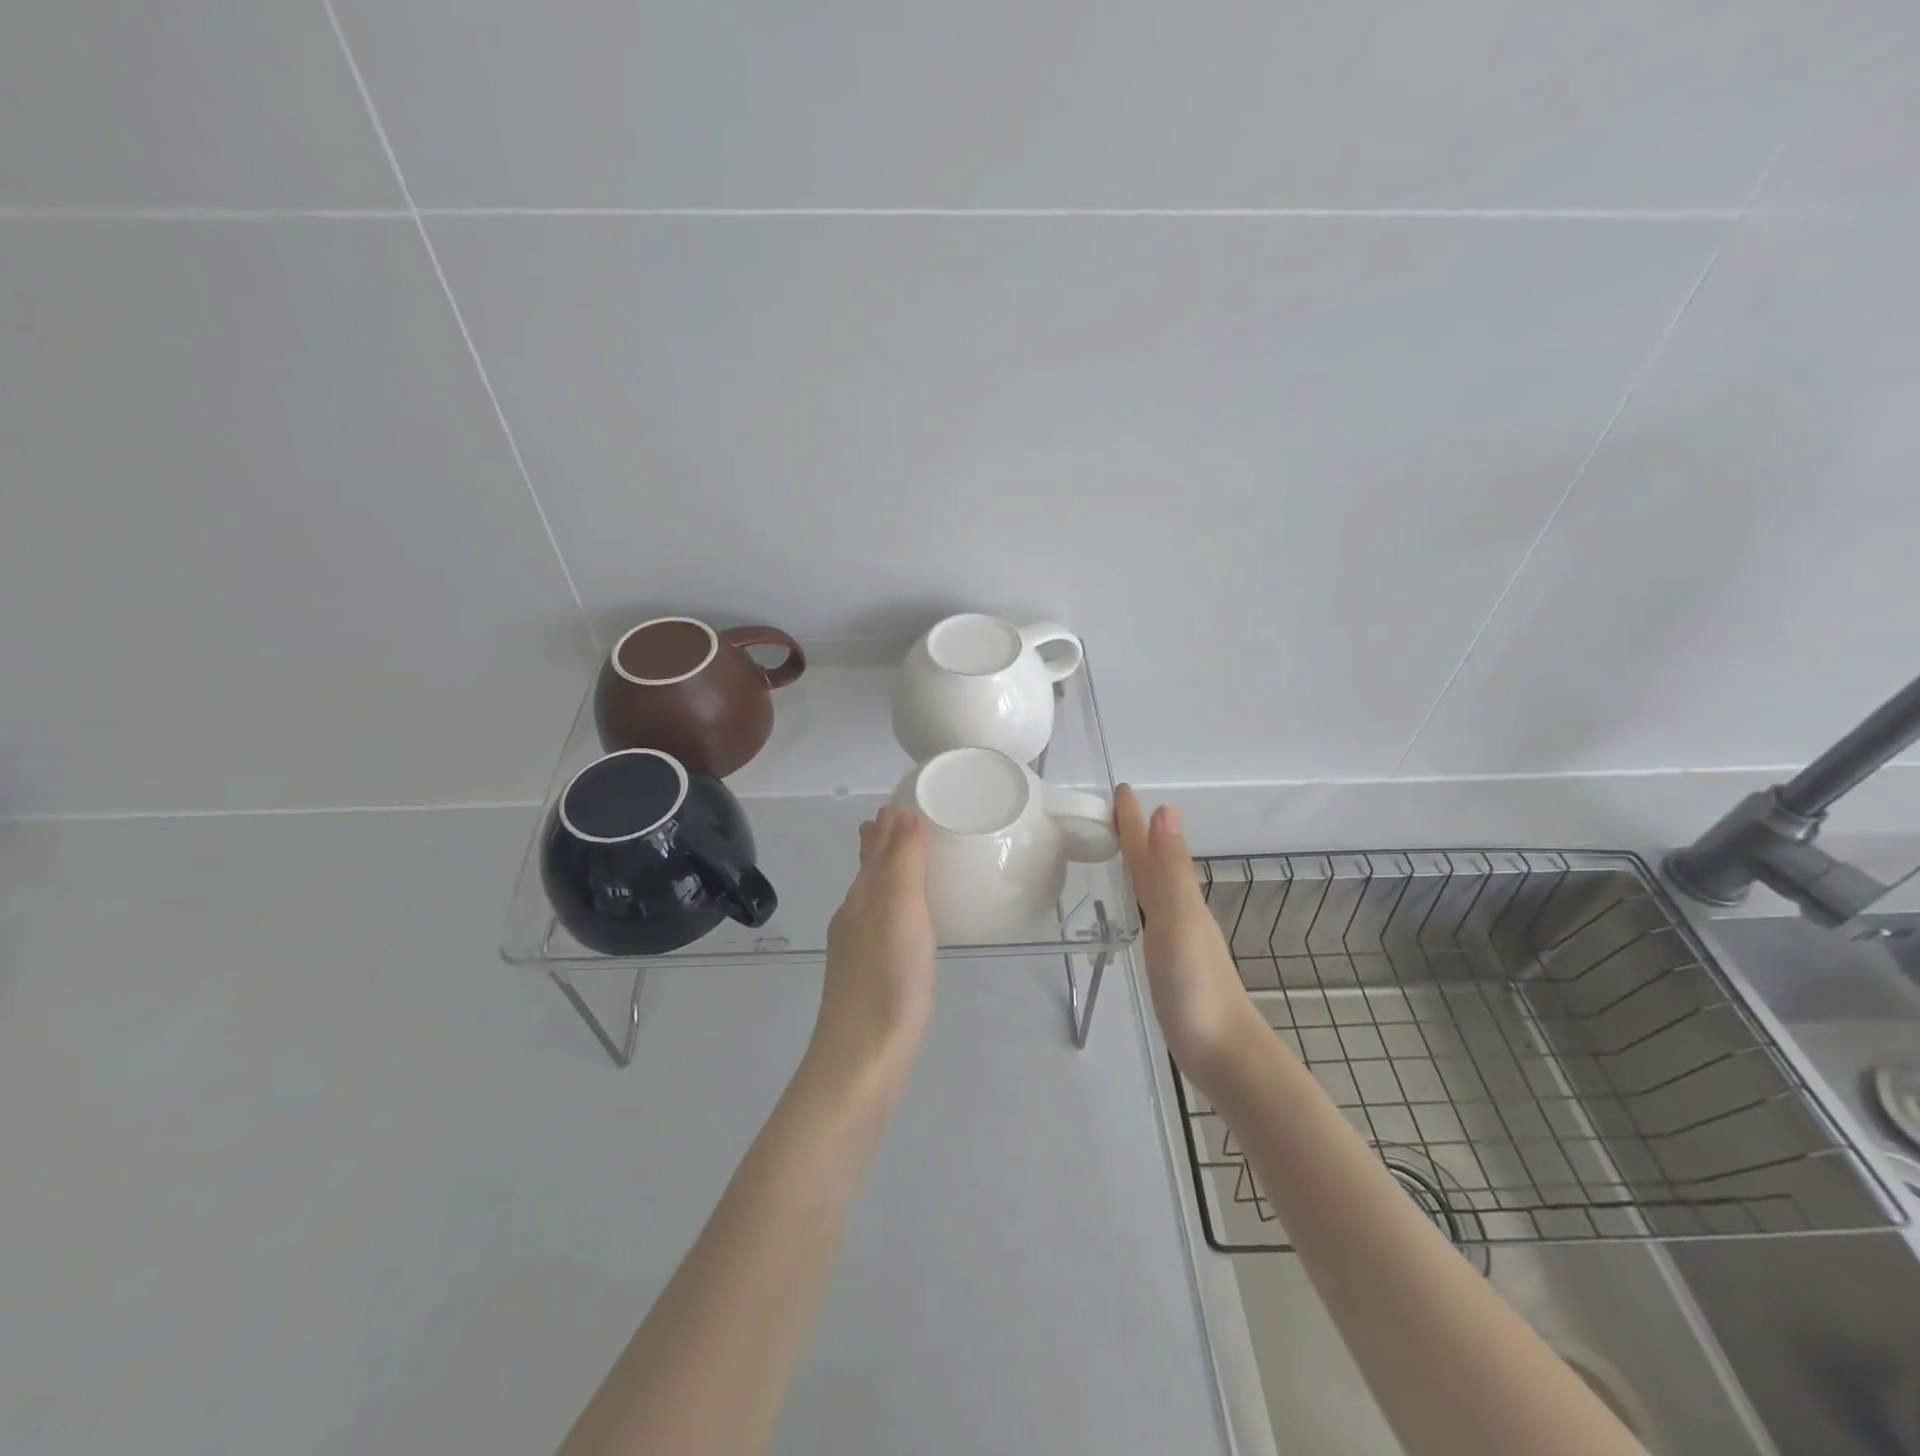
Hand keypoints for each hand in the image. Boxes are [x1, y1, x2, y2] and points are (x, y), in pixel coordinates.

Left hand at [810, 805, 937, 1089]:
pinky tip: (905, 923)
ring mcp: (857, 951)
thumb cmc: (888, 980)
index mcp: (862, 898)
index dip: (887, 824)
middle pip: (868, 871)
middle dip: (882, 845)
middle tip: (903, 822)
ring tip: (906, 861)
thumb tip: (900, 812)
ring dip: (887, 874)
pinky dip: (893, 908)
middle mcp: (854, 918)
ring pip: (873, 899)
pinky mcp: (868, 978)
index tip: (904, 803)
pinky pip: (881, 925)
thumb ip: (901, 863)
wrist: (861, 1061)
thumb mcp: (900, 912)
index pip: (873, 847)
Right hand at [1115, 785, 1261, 1082]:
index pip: (1151, 849)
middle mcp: (1179, 911)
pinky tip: (1135, 910)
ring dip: (1139, 865)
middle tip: (1111, 813)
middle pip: (1154, 864)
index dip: (1135, 820)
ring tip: (1119, 851)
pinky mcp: (1171, 964)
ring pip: (1153, 889)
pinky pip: (1149, 916)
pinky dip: (1139, 900)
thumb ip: (1170, 870)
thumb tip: (1166, 808)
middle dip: (1136, 835)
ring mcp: (1178, 939)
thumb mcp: (1178, 921)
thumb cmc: (1196, 987)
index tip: (1121, 789)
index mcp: (1178, 898)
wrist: (1224, 1053)